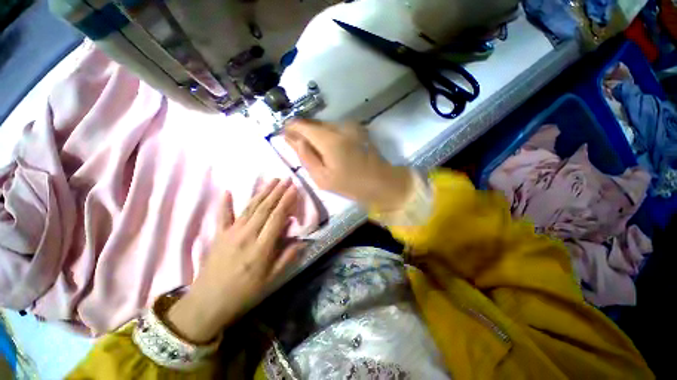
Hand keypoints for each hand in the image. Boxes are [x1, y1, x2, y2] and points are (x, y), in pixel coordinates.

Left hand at [166, 179, 303, 342]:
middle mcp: (247, 235)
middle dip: (277, 192)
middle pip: (264, 208)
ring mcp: (231, 233)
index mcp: (261, 248)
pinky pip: (222, 216)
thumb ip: (287, 258)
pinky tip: (227, 191)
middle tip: (286, 179)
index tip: (294, 189)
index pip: (277, 218)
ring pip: (250, 208)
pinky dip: (225, 203)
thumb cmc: (244, 293)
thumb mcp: (271, 280)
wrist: (208, 303)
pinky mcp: (219, 235)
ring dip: (262, 192)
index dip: (286, 201)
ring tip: (272, 180)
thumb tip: (303, 241)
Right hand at [284, 120, 413, 211]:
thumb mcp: (322, 177)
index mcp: (329, 139)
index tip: (284, 136)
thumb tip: (292, 139)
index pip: (302, 125)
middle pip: (313, 123)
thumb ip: (305, 156)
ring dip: (316, 134)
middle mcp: (339, 126)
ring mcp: (350, 125)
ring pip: (324, 125)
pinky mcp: (357, 128)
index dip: (291, 128)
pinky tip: (330, 148)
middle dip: (303, 132)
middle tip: (300, 147)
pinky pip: (335, 128)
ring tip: (316, 150)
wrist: (381, 182)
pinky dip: (328, 135)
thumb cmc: (351, 184)